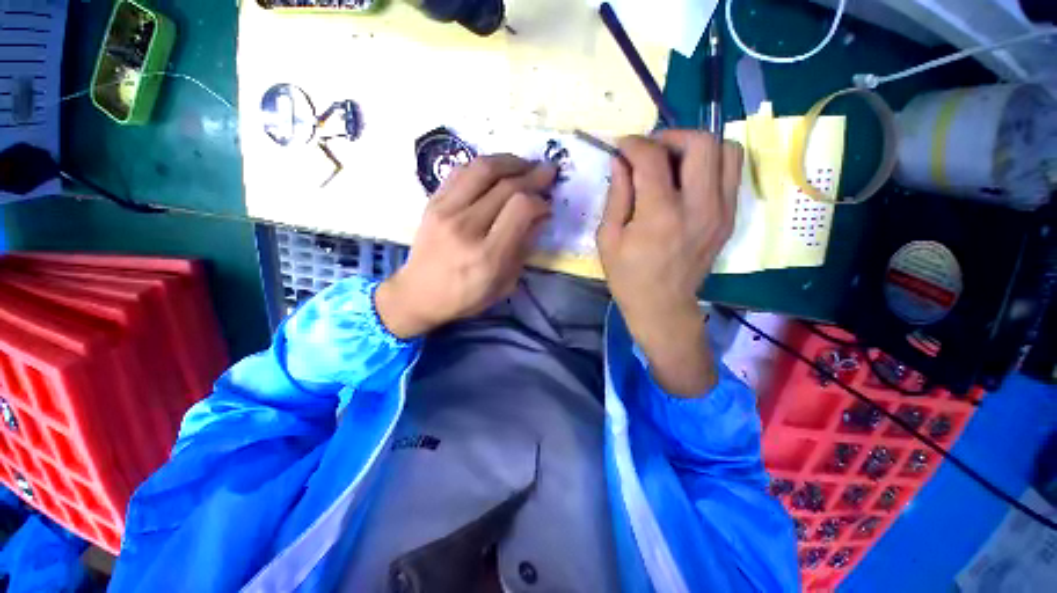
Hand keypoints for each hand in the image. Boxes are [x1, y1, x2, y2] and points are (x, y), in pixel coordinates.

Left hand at [375, 155, 556, 338]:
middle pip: (506, 185)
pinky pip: (461, 171)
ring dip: (510, 161)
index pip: (520, 209)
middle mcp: (467, 227)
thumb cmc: (466, 296)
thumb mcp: (504, 284)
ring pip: (483, 168)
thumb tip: (540, 216)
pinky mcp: (433, 202)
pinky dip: (484, 165)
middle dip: (533, 175)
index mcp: (488, 255)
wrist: (419, 293)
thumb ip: (524, 248)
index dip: (540, 200)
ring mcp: (446, 210)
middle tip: (547, 172)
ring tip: (525, 165)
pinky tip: (497, 169)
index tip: (547, 205)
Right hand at [597, 131, 742, 394]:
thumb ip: (617, 194)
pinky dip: (709, 164)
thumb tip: (621, 160)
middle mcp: (699, 207)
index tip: (622, 146)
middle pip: (702, 142)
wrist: (663, 306)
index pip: (653, 158)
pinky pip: (731, 173)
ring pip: (727, 150)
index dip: (634, 144)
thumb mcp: (608, 238)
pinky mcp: (729, 218)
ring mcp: (722, 211)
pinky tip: (686, 179)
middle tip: (650, 150)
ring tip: (672, 161)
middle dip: (671, 136)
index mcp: (661, 215)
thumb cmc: (628, 277)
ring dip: (697, 146)